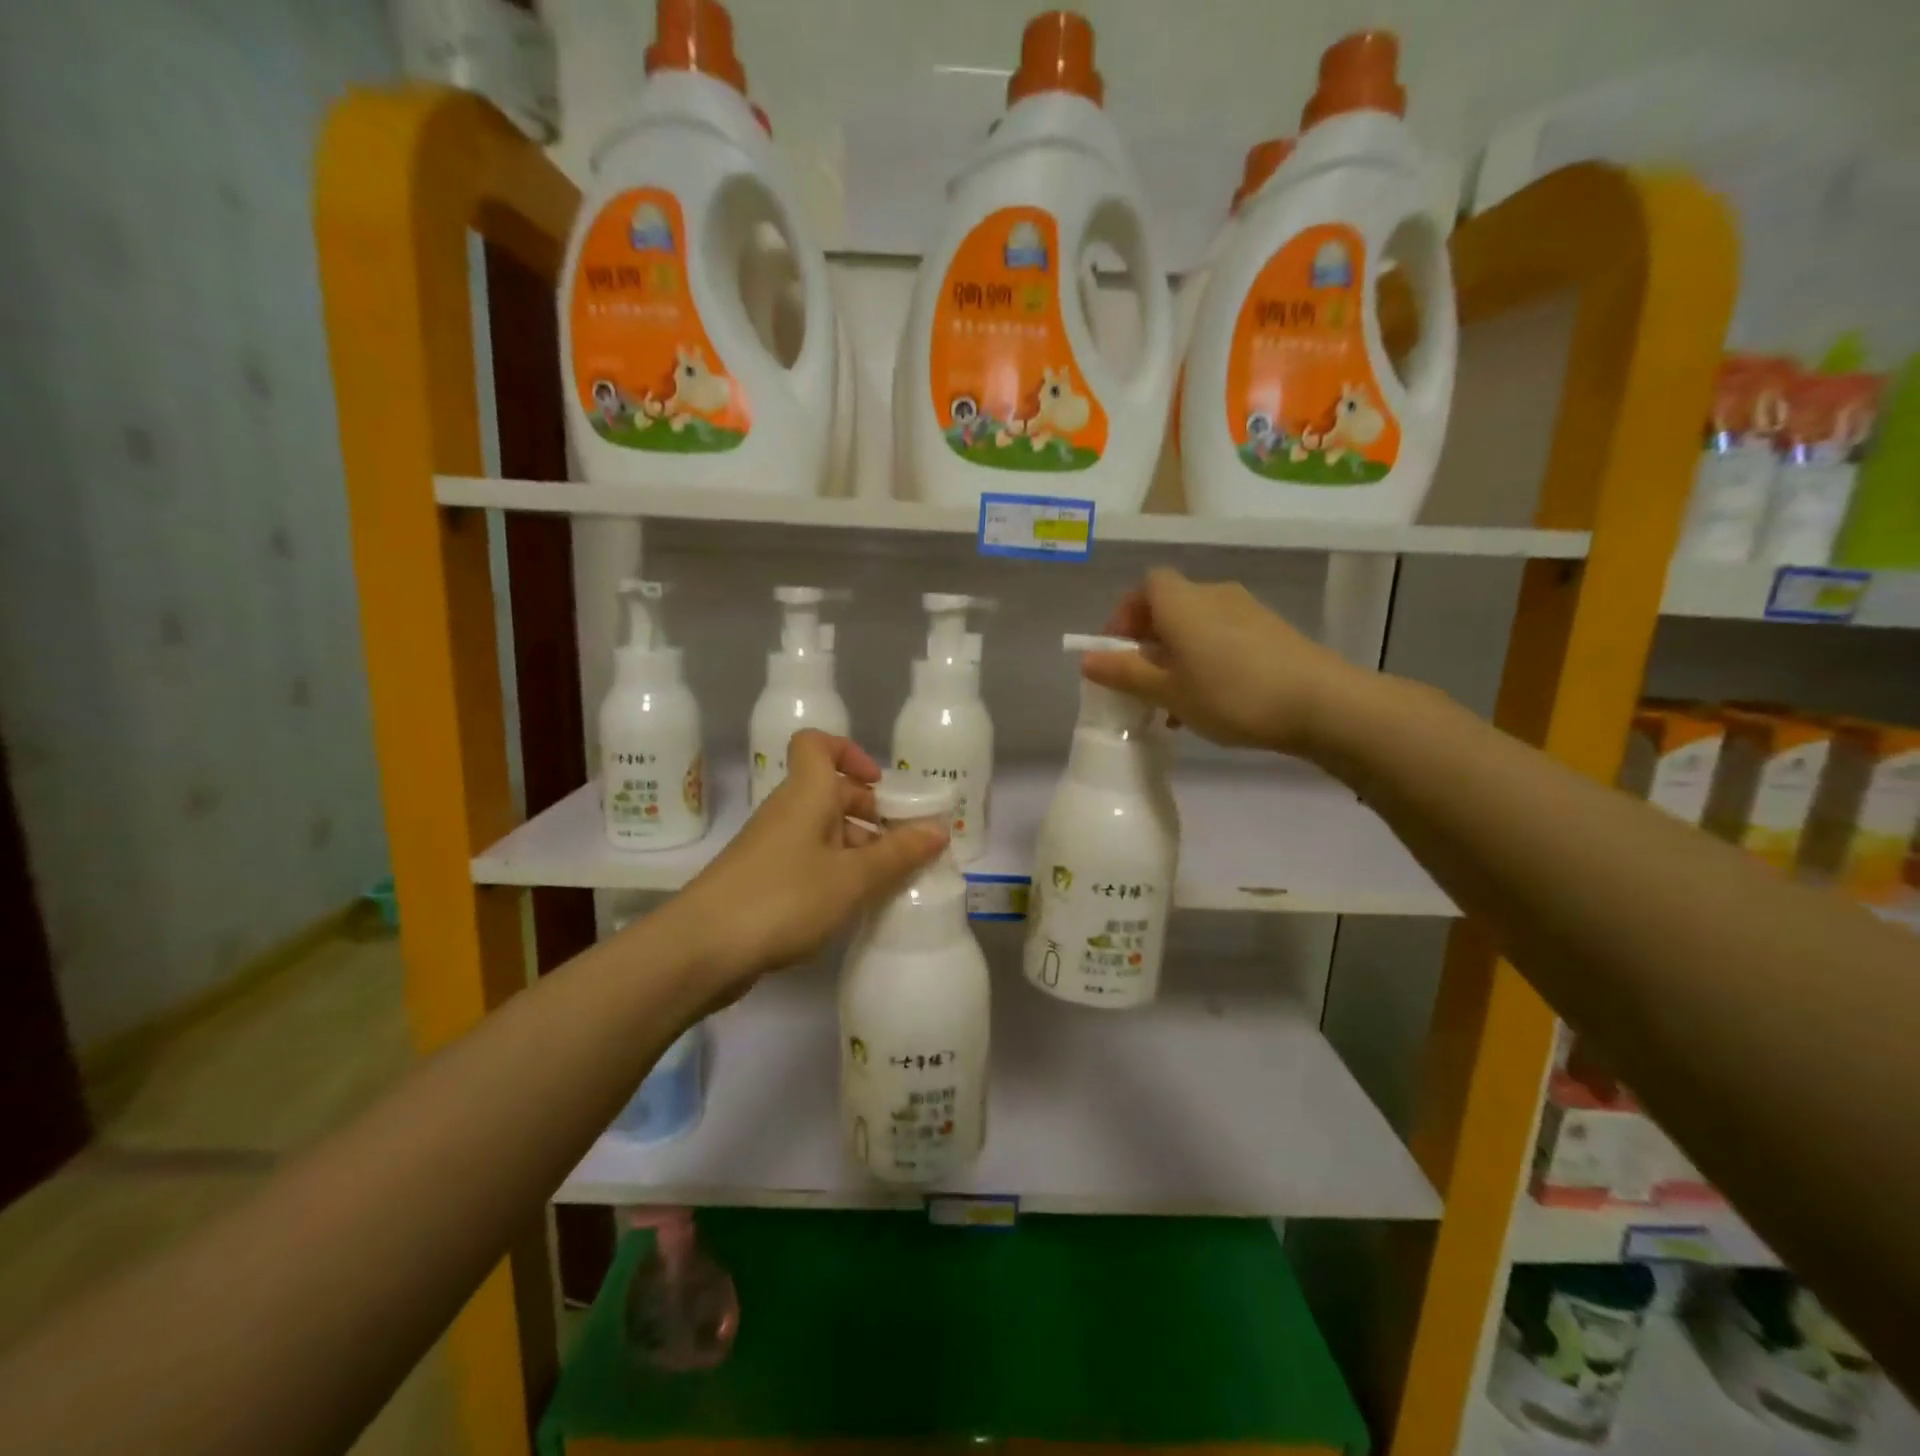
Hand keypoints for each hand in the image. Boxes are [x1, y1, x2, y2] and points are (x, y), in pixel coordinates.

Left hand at [674, 731, 946, 995]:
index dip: (849, 752)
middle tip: (901, 846)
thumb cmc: (784, 898)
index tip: (879, 784)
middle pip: (829, 791)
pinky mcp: (761, 880)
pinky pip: (807, 860)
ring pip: (820, 830)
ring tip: (886, 883)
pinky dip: (833, 872)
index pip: (817, 744)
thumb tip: (938, 829)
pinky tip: (850, 905)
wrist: (701, 949)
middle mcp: (787, 811)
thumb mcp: (852, 878)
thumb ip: (898, 854)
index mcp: (807, 794)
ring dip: (855, 847)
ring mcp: (770, 846)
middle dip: (869, 812)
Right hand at [1081, 566, 1360, 756]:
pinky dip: (1207, 659)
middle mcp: (1213, 594)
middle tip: (1142, 682)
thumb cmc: (1230, 694)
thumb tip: (1087, 660)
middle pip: (1170, 606)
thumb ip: (1125, 673)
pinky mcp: (1273, 630)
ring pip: (1198, 626)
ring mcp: (1247, 610)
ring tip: (1175, 702)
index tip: (1118, 650)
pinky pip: (1224, 637)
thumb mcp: (1168, 690)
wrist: (1321, 703)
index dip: (1126, 614)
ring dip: (1178, 655)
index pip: (1145, 586)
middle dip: (1150, 641)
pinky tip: (1212, 700)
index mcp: (1182, 602)